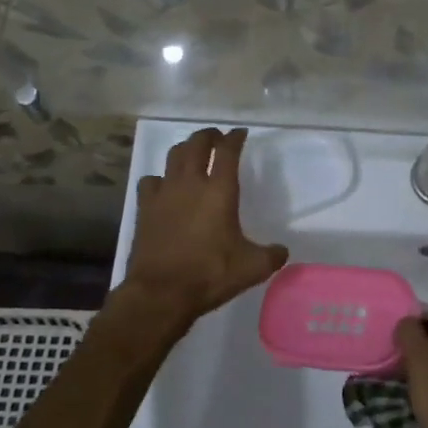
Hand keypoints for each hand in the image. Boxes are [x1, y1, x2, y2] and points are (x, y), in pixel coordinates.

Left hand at [120, 128, 287, 329]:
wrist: (161, 293)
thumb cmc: (209, 274)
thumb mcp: (251, 268)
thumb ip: (271, 256)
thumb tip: (282, 251)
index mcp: (220, 191)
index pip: (227, 151)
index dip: (235, 138)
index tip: (240, 134)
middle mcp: (191, 183)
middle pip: (197, 144)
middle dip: (208, 136)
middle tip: (217, 138)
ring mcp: (164, 193)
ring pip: (173, 156)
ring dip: (185, 149)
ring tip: (193, 154)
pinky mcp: (145, 208)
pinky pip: (151, 180)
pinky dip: (160, 178)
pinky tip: (164, 187)